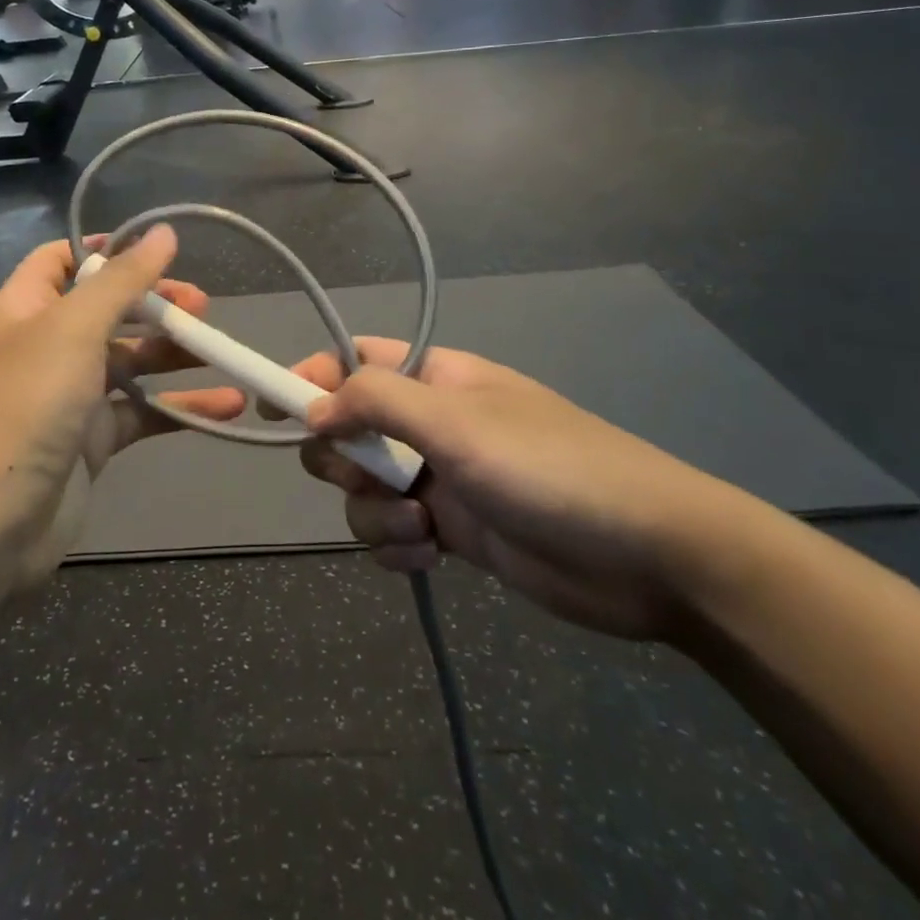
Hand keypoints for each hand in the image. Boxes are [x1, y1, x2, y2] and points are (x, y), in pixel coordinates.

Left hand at [0, 227, 243, 586]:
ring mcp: (69, 397)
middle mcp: (46, 347)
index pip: (61, 260)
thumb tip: (163, 232)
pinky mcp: (91, 442)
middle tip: (201, 307)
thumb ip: (122, 280)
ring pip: (129, 362)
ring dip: (173, 354)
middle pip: (107, 310)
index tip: (156, 249)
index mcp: (26, 309)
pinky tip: (226, 405)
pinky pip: (142, 413)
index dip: (104, 249)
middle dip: (154, 304)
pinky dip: (180, 407)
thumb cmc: (25, 406)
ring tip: (220, 348)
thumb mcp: (74, 328)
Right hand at [293, 340, 761, 640]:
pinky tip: (429, 555)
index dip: (310, 378)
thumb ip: (376, 401)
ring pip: (363, 488)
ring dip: (374, 512)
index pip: (352, 362)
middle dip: (344, 459)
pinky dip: (396, 547)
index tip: (271, 408)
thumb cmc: (548, 466)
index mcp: (433, 379)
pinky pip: (391, 533)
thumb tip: (313, 405)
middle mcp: (429, 423)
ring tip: (421, 528)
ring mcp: (439, 478)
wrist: (648, 556)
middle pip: (347, 430)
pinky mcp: (452, 531)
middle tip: (369, 475)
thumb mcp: (457, 422)